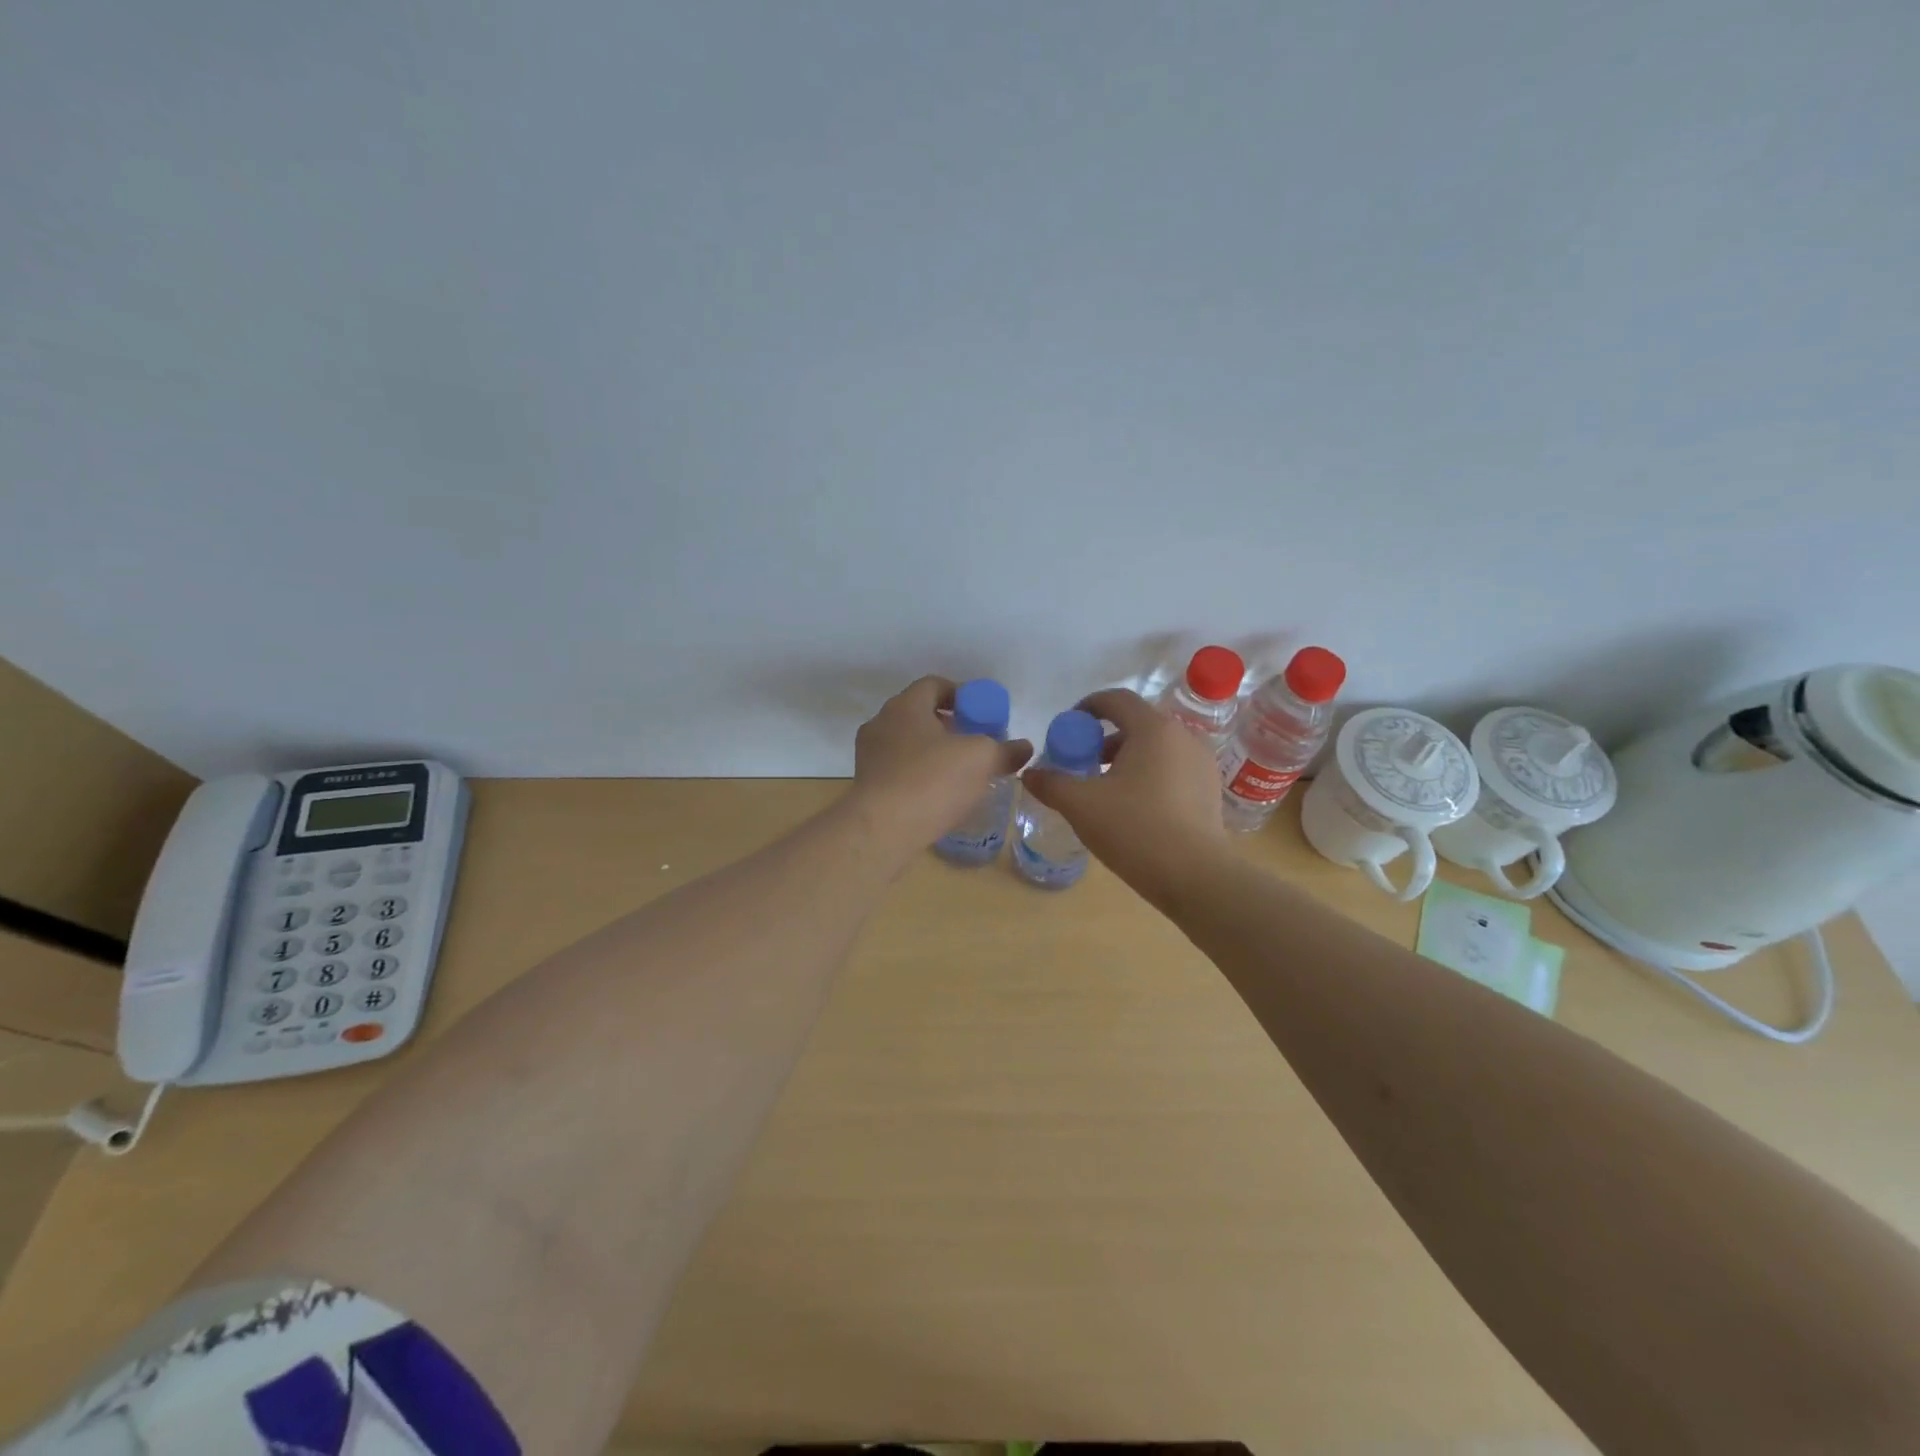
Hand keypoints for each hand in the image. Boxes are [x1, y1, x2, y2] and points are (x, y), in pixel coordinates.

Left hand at [851, 675, 1032, 852]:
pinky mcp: (866, 785)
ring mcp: (868, 755)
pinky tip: (937, 796)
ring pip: (907, 744)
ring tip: (959, 773)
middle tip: (974, 744)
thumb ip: (1004, 750)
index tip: (981, 714)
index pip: (934, 685)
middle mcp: (881, 723)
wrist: (881, 829)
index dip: (961, 695)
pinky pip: (897, 771)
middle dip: (948, 726)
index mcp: (905, 706)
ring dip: (932, 753)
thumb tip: (1024, 747)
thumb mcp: (981, 760)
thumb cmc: (932, 781)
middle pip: (919, 714)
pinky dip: (918, 776)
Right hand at [1020, 687, 1227, 898]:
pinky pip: (1173, 768)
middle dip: (1106, 737)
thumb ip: (1051, 784)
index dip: (1088, 707)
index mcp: (1153, 729)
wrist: (1195, 876)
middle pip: (1137, 722)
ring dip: (1128, 757)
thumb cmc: (1135, 829)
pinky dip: (1150, 774)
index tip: (1069, 727)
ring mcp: (1202, 762)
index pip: (1116, 699)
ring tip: (1107, 787)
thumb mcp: (1081, 805)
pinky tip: (1136, 806)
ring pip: (1157, 747)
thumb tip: (1030, 774)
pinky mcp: (1210, 789)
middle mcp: (1183, 736)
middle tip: (1083, 762)